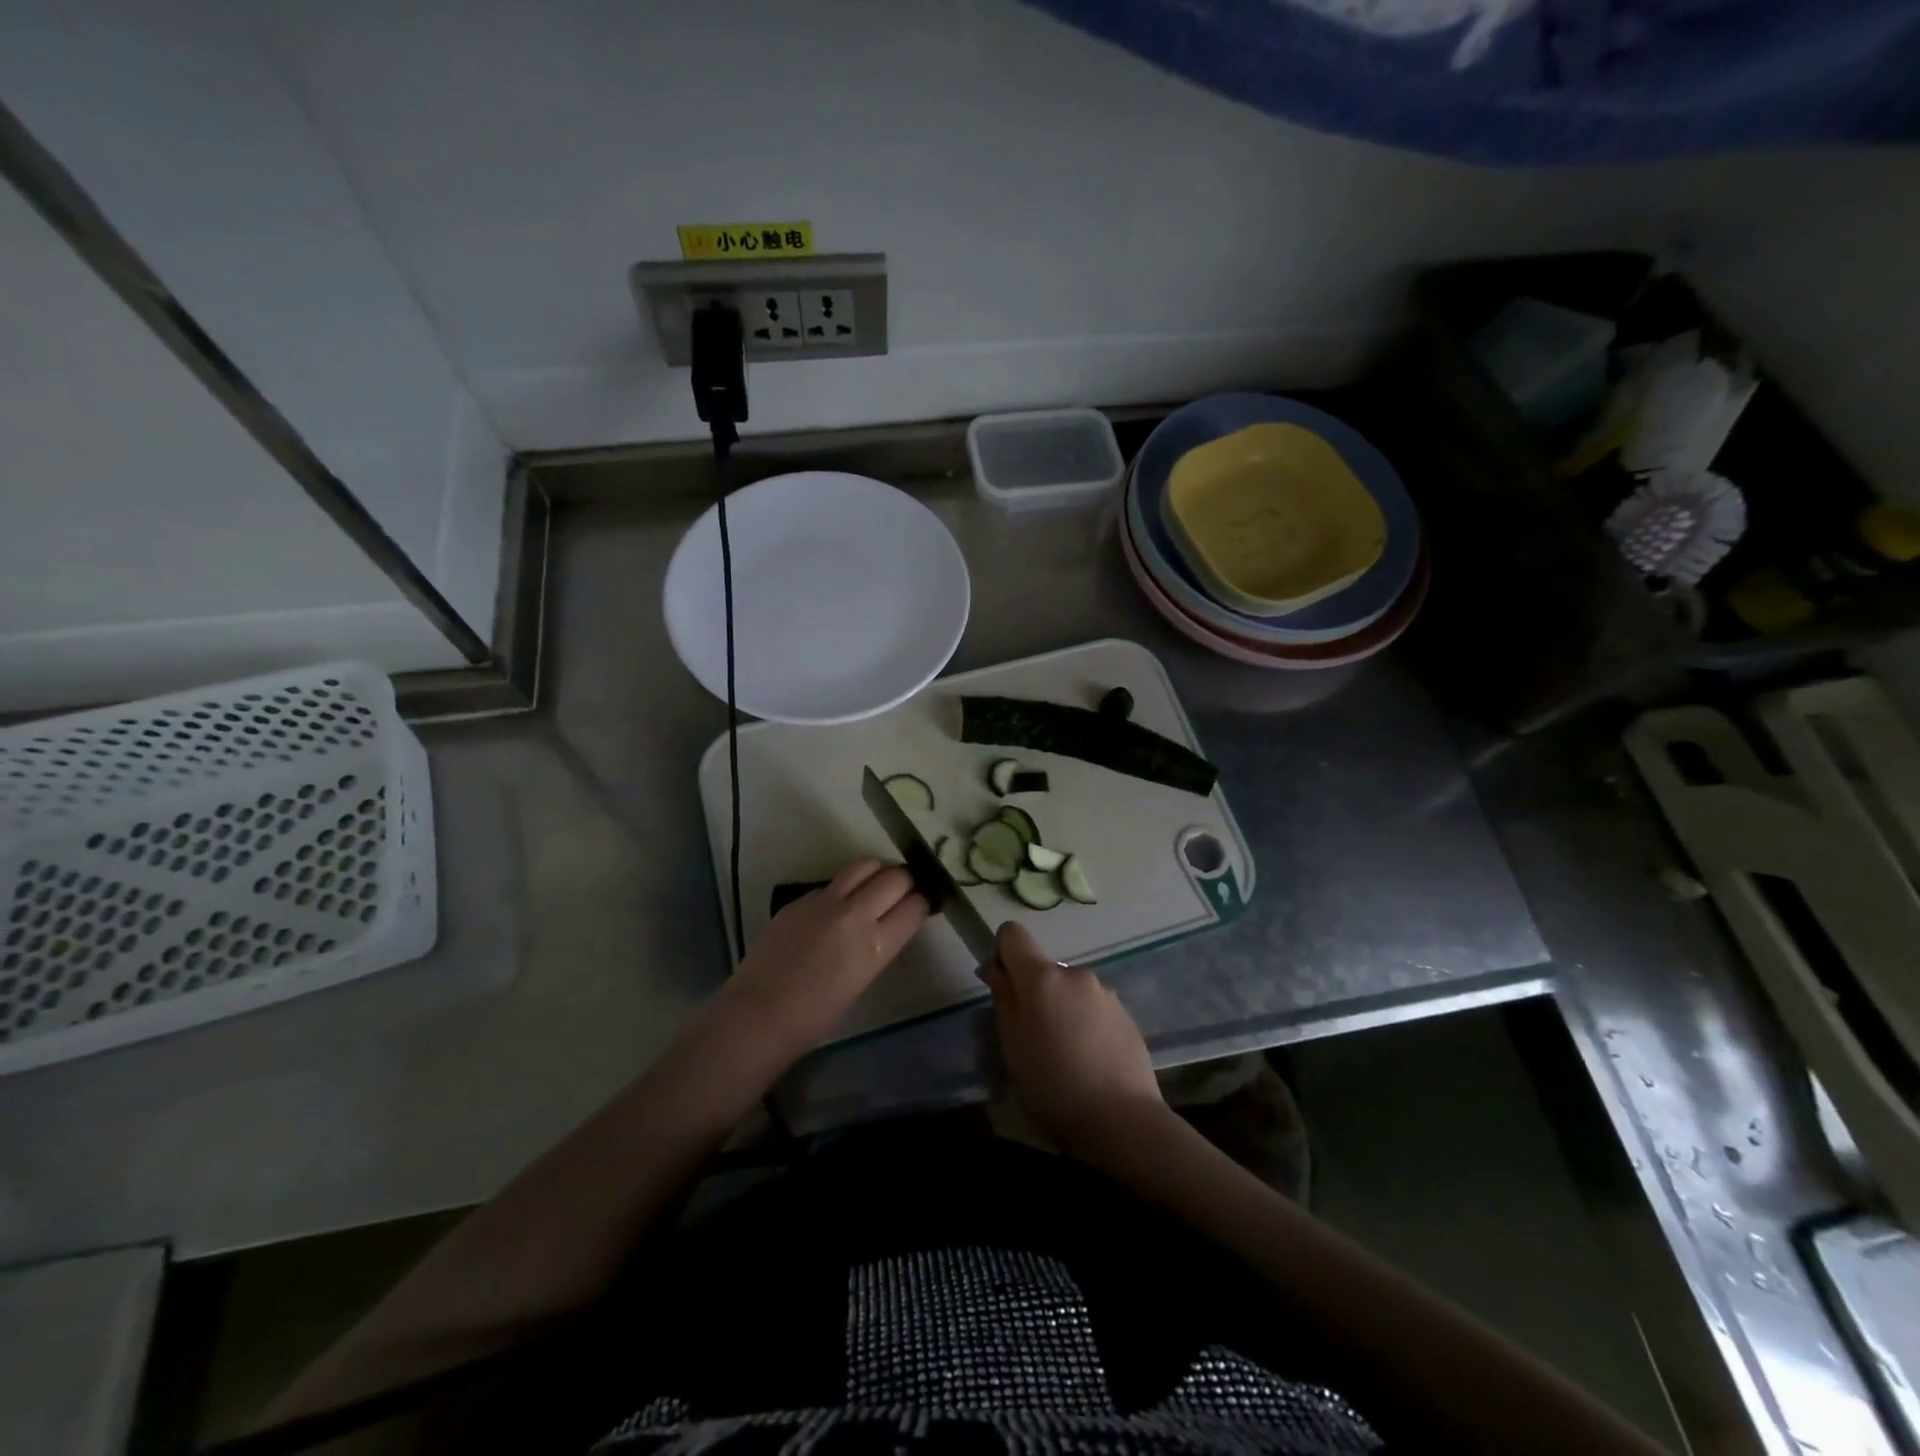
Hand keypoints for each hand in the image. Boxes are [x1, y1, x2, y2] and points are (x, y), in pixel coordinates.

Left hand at [724, 859, 926, 1051]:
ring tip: (877, 884)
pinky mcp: (800, 899)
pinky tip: (838, 906)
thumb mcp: (863, 980)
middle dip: (906, 881)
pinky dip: (845, 887)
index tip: (921, 905)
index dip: (922, 902)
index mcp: (875, 945)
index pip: (915, 906)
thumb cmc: (815, 1016)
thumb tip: (888, 924)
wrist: (758, 1014)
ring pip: (864, 866)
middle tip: (904, 891)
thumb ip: (879, 946)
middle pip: (896, 877)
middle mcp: (855, 914)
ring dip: (878, 872)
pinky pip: (833, 882)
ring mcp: (824, 901)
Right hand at [985, 922, 1168, 1161]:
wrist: (1122, 1120)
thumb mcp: (1012, 1044)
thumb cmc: (1052, 1084)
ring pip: (1068, 990)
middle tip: (1032, 1038)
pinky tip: (1088, 1061)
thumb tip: (996, 967)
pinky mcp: (1126, 1014)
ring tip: (1064, 1055)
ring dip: (1060, 1009)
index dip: (1002, 954)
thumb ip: (1002, 997)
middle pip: (1042, 969)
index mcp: (1042, 977)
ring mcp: (1105, 993)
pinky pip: (1092, 1008)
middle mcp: (1075, 974)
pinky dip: (1084, 1024)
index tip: (1004, 988)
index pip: (1013, 933)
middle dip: (1033, 993)